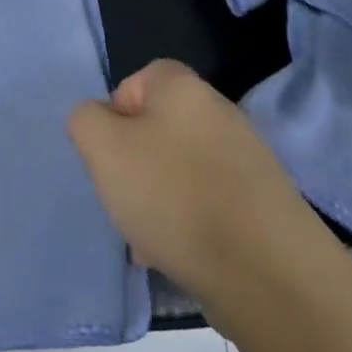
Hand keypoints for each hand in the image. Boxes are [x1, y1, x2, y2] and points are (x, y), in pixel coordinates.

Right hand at [69, 60, 316, 310]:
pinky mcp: (261, 202)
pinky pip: (208, 201)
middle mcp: (220, 112)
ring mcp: (246, 158)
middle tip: (123, 197)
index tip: (109, 154)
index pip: (137, 80)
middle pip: (157, 128)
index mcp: (184, 88)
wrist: (265, 271)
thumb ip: (86, 120)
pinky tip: (177, 254)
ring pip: (179, 169)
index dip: (115, 114)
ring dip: (156, 199)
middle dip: (133, 164)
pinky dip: (187, 222)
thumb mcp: (103, 149)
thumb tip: (99, 120)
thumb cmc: (172, 195)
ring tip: (147, 239)